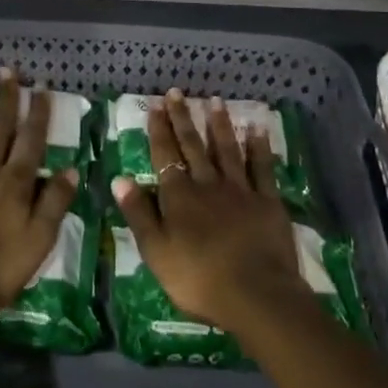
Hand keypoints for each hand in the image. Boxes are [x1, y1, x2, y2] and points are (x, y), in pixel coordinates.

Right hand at [112, 90, 306, 334]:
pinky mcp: (268, 201)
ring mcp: (240, 190)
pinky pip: (262, 168)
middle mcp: (208, 184)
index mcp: (179, 196)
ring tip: (214, 100)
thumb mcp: (156, 252)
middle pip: (193, 146)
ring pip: (227, 149)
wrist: (256, 295)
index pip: (165, 155)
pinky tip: (256, 129)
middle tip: (177, 92)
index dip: (159, 130)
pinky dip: (259, 147)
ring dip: (219, 124)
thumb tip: (120, 179)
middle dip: (183, 118)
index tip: (155, 105)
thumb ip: (139, 214)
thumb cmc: (198, 279)